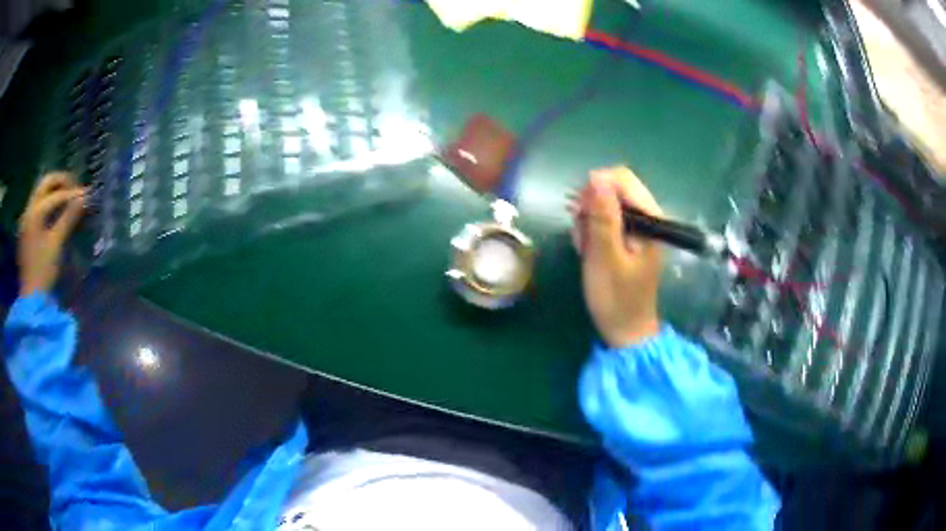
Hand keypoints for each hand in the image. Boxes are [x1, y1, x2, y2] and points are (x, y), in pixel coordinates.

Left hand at [17, 172, 85, 296]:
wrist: (30, 299)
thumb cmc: (43, 272)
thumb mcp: (57, 245)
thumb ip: (69, 218)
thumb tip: (85, 197)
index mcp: (35, 212)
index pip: (56, 195)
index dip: (72, 193)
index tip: (86, 196)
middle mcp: (29, 210)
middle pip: (45, 183)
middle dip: (61, 182)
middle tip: (75, 189)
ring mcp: (25, 219)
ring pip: (40, 193)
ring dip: (54, 191)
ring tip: (67, 199)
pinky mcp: (25, 230)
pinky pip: (37, 206)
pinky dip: (47, 203)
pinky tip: (54, 213)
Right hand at [570, 166, 661, 347]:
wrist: (625, 332)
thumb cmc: (616, 298)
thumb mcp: (605, 257)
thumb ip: (602, 217)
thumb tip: (596, 177)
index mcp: (650, 219)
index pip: (622, 179)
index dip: (596, 187)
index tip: (580, 212)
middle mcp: (647, 218)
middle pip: (613, 189)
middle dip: (591, 207)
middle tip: (583, 236)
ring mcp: (638, 229)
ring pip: (606, 205)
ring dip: (589, 222)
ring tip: (586, 248)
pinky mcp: (628, 239)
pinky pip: (606, 221)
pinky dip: (593, 232)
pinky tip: (589, 251)